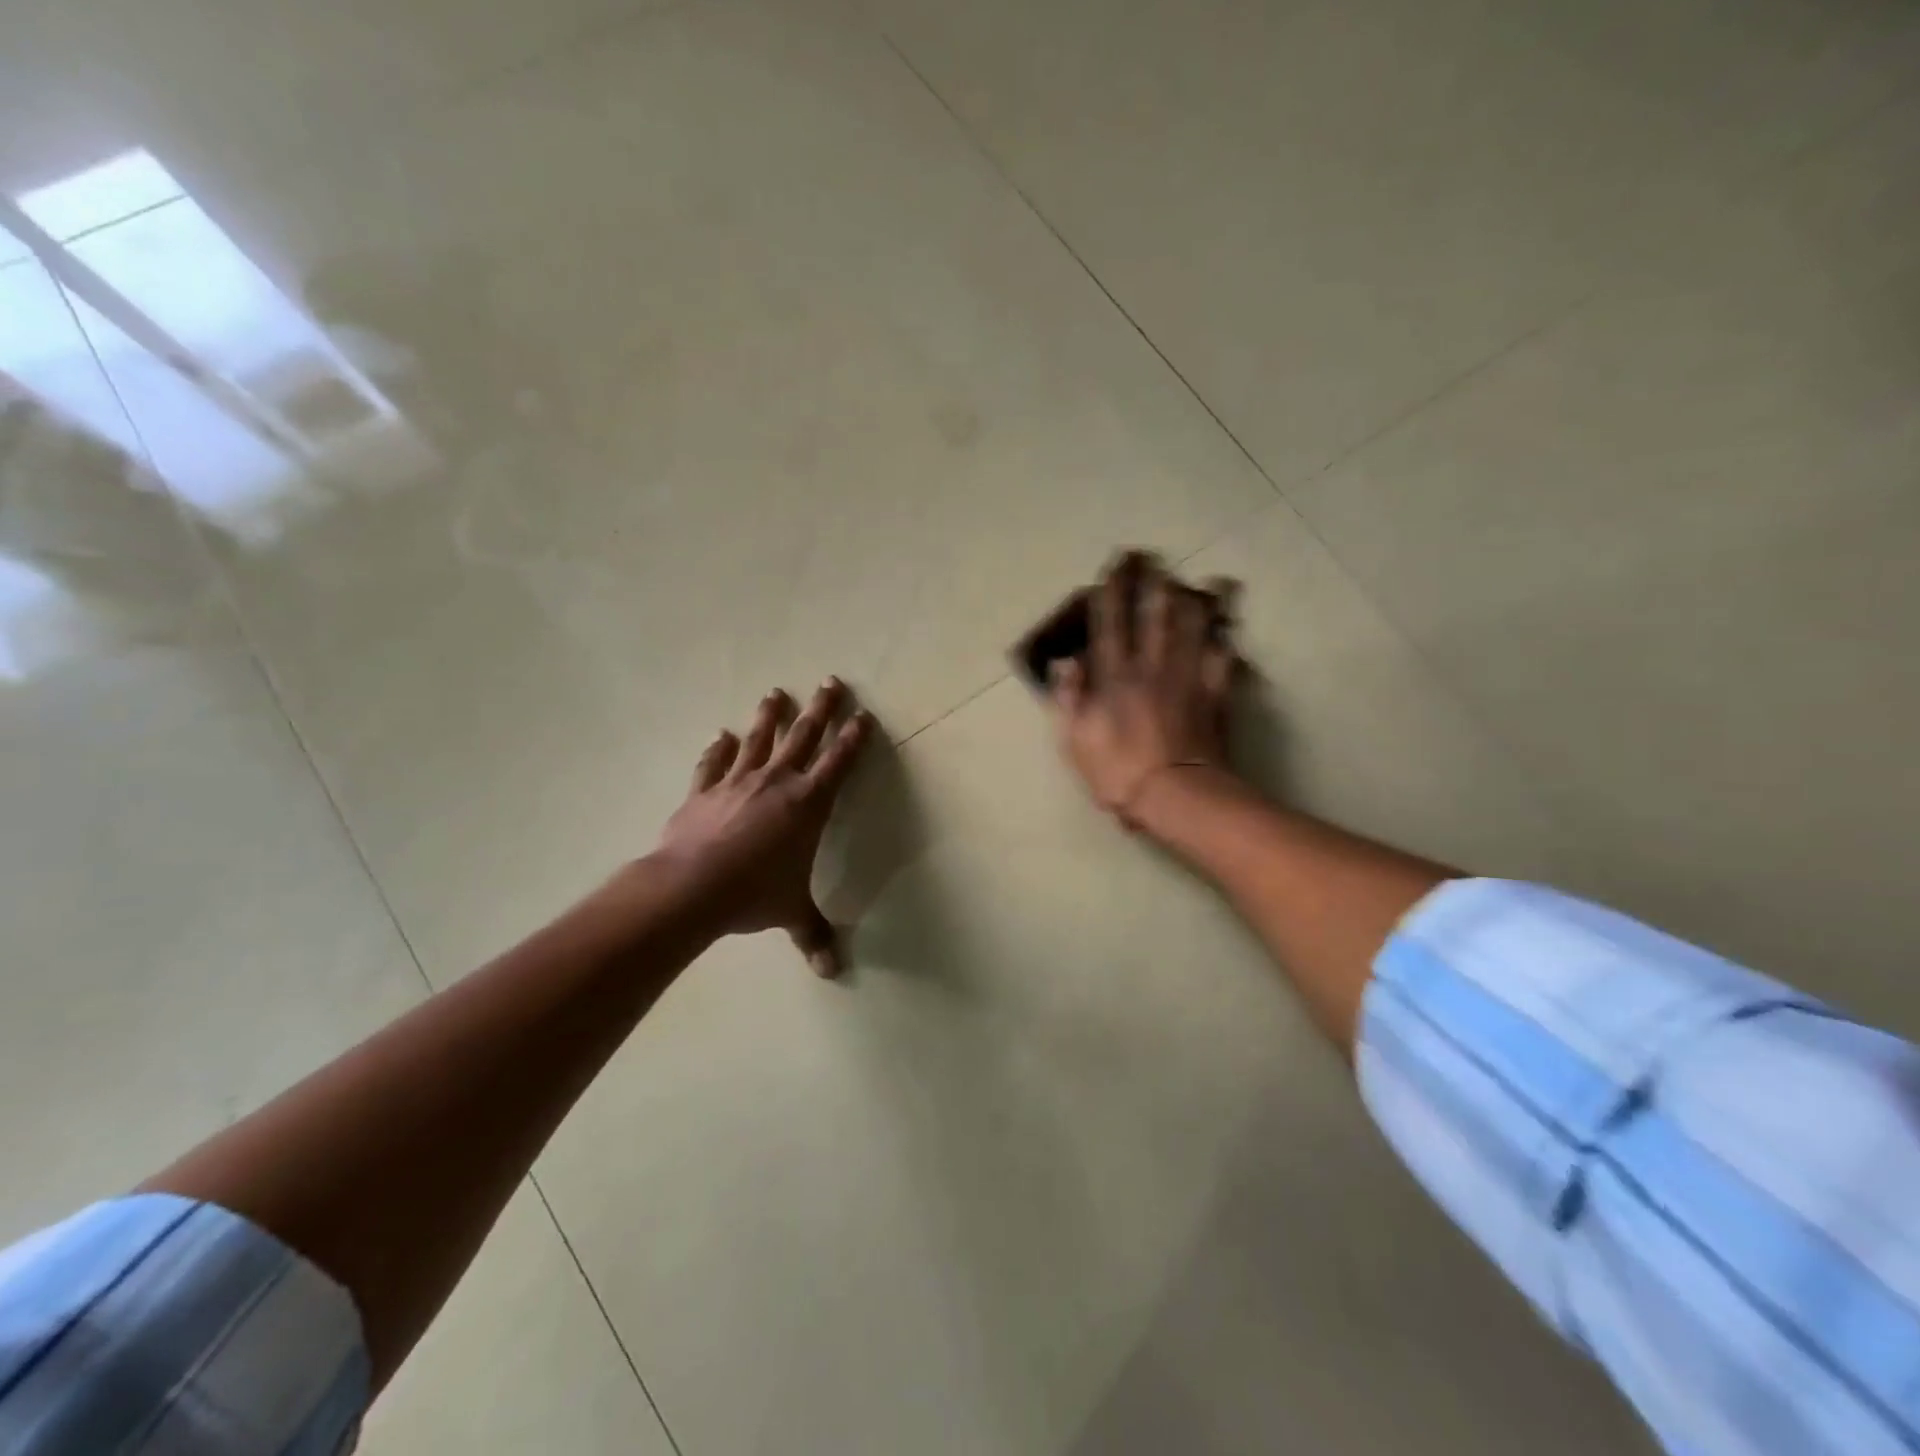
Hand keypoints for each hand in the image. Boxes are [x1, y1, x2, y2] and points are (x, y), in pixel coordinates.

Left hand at [657, 678, 873, 975]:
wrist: (691, 887)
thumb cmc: (753, 894)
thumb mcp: (790, 912)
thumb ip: (813, 935)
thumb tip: (831, 972)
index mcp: (808, 804)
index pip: (839, 763)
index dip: (854, 739)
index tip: (864, 715)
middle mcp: (777, 782)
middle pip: (804, 736)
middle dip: (820, 709)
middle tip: (830, 681)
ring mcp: (738, 781)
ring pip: (760, 739)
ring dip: (770, 715)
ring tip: (775, 692)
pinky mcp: (704, 790)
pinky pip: (714, 763)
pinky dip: (719, 748)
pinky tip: (722, 735)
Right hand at [1050, 552, 1238, 828]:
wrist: (1176, 795)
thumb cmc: (1118, 771)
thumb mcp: (1075, 740)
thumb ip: (1070, 696)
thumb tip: (1066, 659)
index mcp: (1114, 675)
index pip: (1110, 622)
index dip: (1110, 591)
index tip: (1113, 567)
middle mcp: (1151, 665)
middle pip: (1154, 612)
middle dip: (1151, 581)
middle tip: (1152, 557)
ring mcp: (1187, 675)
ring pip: (1192, 625)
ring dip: (1193, 598)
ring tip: (1199, 580)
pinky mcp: (1214, 692)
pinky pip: (1222, 656)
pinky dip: (1224, 639)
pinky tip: (1228, 628)